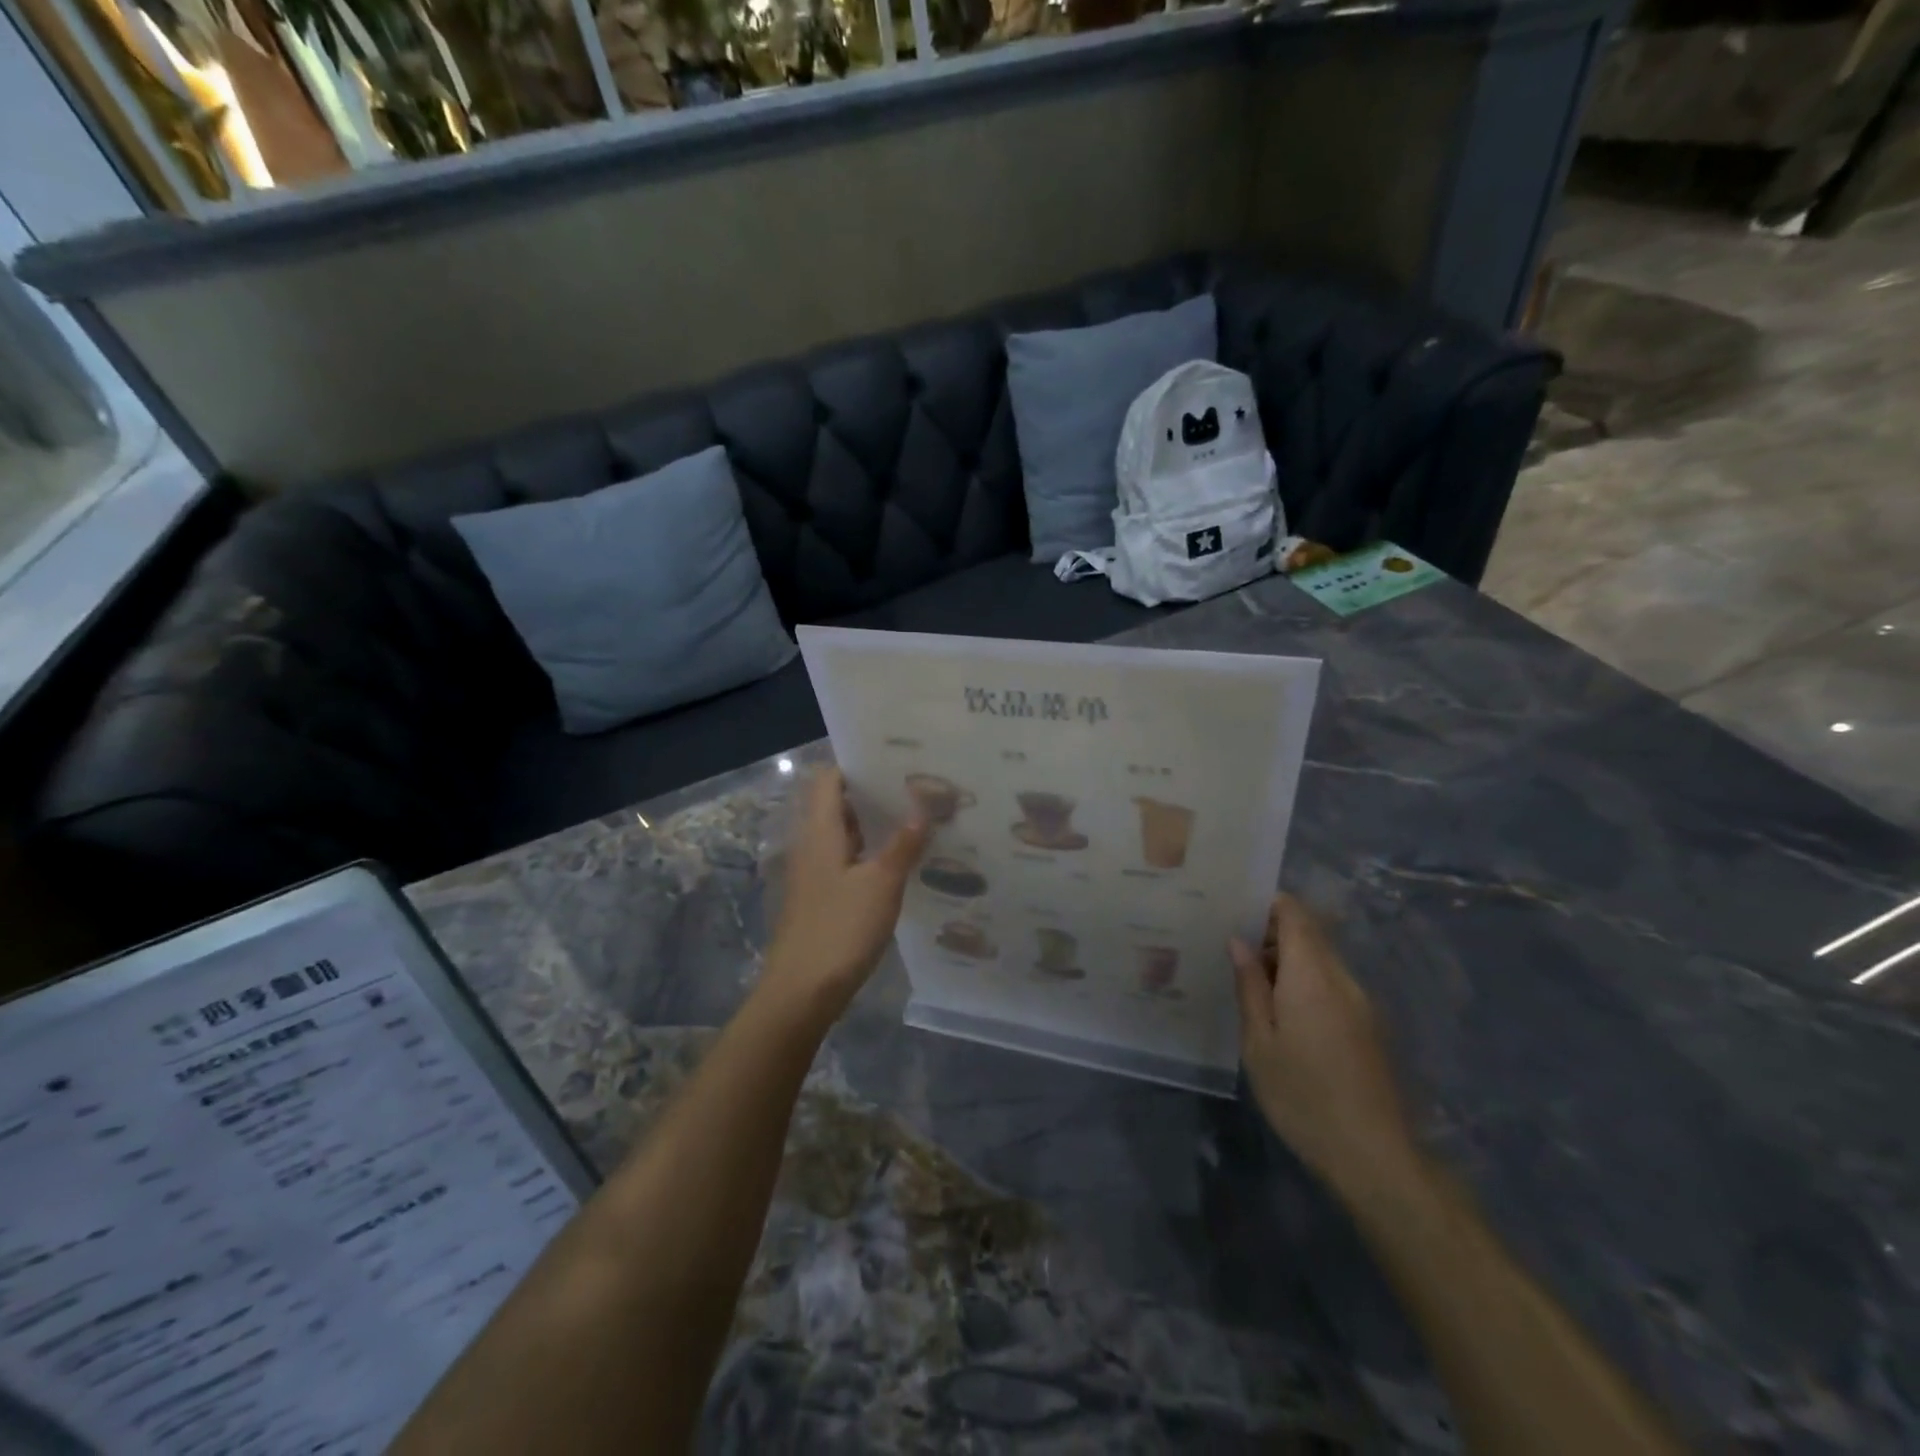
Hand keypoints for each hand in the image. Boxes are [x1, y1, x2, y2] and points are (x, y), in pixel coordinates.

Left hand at [764, 768, 928, 1017]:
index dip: (856, 764)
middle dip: (873, 794)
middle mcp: (812, 844)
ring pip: (844, 835)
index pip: (829, 779)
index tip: (894, 760)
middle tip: (916, 786)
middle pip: (837, 804)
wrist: (801, 991)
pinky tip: (900, 861)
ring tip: (916, 817)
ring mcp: (814, 873)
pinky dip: (869, 853)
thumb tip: (923, 807)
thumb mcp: (881, 884)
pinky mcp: (821, 897)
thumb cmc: (840, 929)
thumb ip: (903, 844)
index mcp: (820, 831)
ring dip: (873, 825)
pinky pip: (846, 861)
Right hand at [1231, 894, 1417, 1200]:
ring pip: (1321, 959)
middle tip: (1231, 945)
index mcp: (1313, 975)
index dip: (1267, 902)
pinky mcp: (1369, 1026)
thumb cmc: (1304, 1096)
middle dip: (1272, 931)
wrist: (1374, 1157)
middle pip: (1310, 933)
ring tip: (1248, 978)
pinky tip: (1279, 1009)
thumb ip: (1250, 986)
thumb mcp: (1259, 1043)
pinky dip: (1304, 981)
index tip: (1235, 907)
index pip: (1295, 914)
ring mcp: (1361, 1002)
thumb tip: (1238, 941)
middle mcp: (1342, 978)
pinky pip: (1332, 984)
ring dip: (1287, 958)